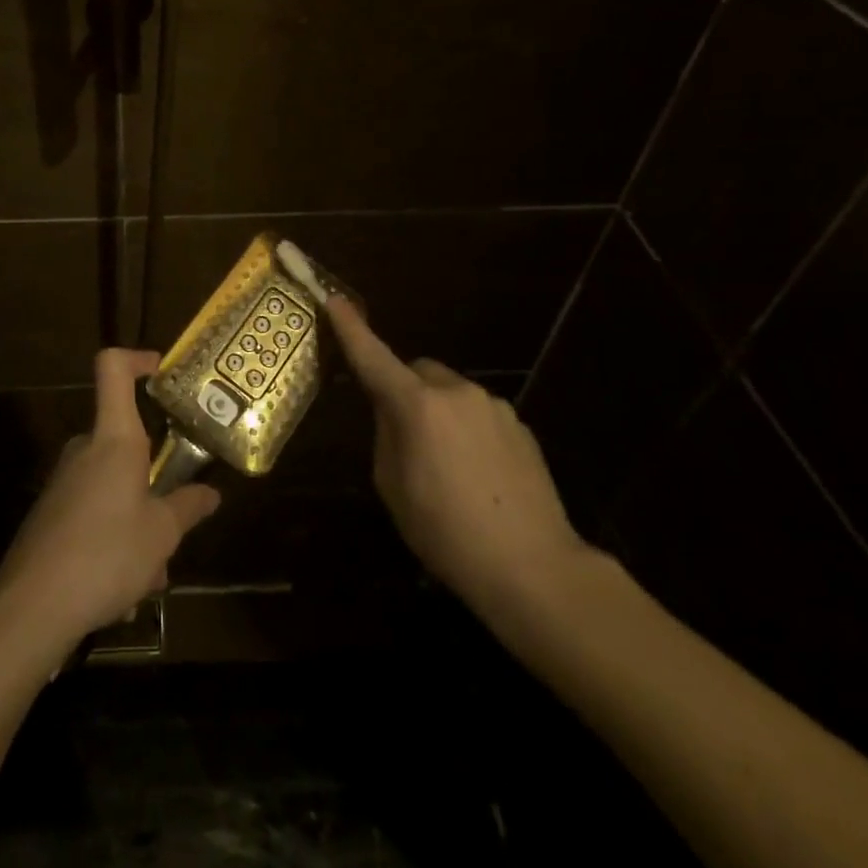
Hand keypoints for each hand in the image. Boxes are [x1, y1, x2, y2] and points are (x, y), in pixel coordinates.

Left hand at [0, 349, 220, 650]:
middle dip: (154, 479)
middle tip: (175, 521)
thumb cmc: (106, 555)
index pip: (113, 370)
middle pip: (125, 442)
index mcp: (114, 439)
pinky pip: (95, 512)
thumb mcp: (161, 534)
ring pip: (114, 486)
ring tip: (151, 574)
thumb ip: (188, 507)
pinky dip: (114, 539)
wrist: (31, 607)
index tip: (161, 370)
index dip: (136, 359)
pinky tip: (122, 588)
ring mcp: (64, 481)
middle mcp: (85, 450)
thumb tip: (210, 493)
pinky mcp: (51, 513)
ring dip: (137, 521)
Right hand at [326, 298, 589, 625]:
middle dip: (404, 391)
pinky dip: (467, 429)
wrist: (533, 567)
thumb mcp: (393, 486)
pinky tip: (477, 474)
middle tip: (403, 437)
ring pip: (450, 393)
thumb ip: (386, 435)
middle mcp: (456, 392)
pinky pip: (478, 413)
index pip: (374, 357)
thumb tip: (392, 412)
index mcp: (417, 406)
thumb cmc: (446, 531)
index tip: (334, 300)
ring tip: (446, 467)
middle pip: (417, 372)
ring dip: (438, 412)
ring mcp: (494, 406)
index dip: (351, 329)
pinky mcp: (520, 425)